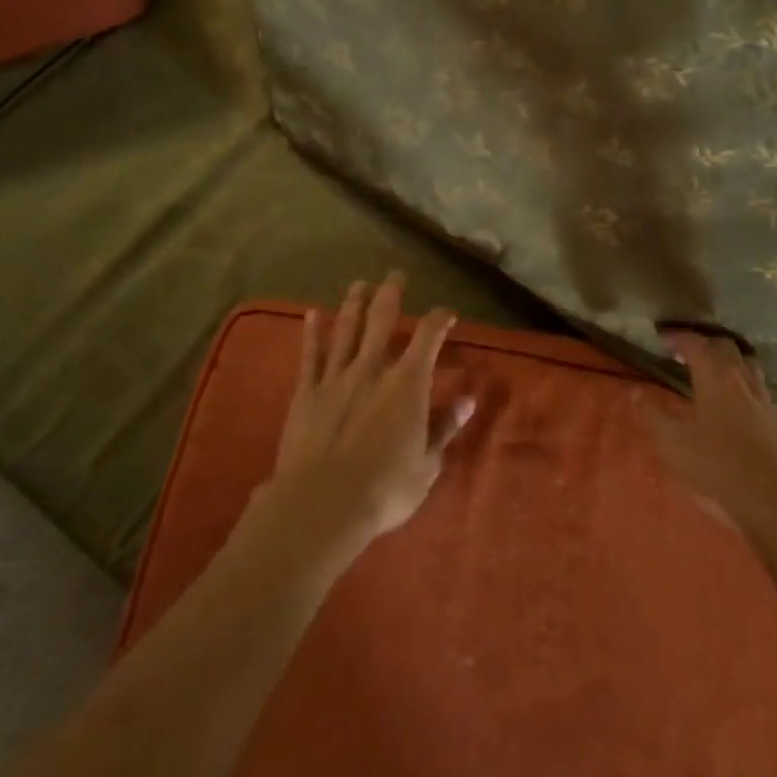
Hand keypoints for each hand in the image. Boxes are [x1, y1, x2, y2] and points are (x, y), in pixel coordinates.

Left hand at [253, 274, 474, 566]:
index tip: (446, 314)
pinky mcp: (307, 391)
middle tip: (395, 274)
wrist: (323, 502)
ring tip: (359, 283)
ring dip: (354, 302)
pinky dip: (313, 332)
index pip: (428, 337)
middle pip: (383, 318)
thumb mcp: (428, 464)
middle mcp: (373, 368)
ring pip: (347, 329)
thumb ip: (446, 427)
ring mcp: (337, 376)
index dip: (439, 319)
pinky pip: (311, 354)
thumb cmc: (384, 488)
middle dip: (391, 293)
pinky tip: (313, 313)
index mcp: (407, 383)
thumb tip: (469, 399)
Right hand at [641, 330, 776, 539]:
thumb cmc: (717, 469)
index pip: (696, 344)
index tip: (662, 337)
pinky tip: (735, 401)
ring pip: (746, 364)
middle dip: (704, 343)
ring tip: (711, 370)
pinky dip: (742, 381)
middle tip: (684, 352)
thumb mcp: (672, 443)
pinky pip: (758, 386)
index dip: (677, 337)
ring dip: (727, 359)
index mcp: (716, 379)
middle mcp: (742, 380)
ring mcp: (764, 400)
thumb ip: (652, 414)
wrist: (775, 506)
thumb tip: (636, 391)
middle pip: (725, 347)